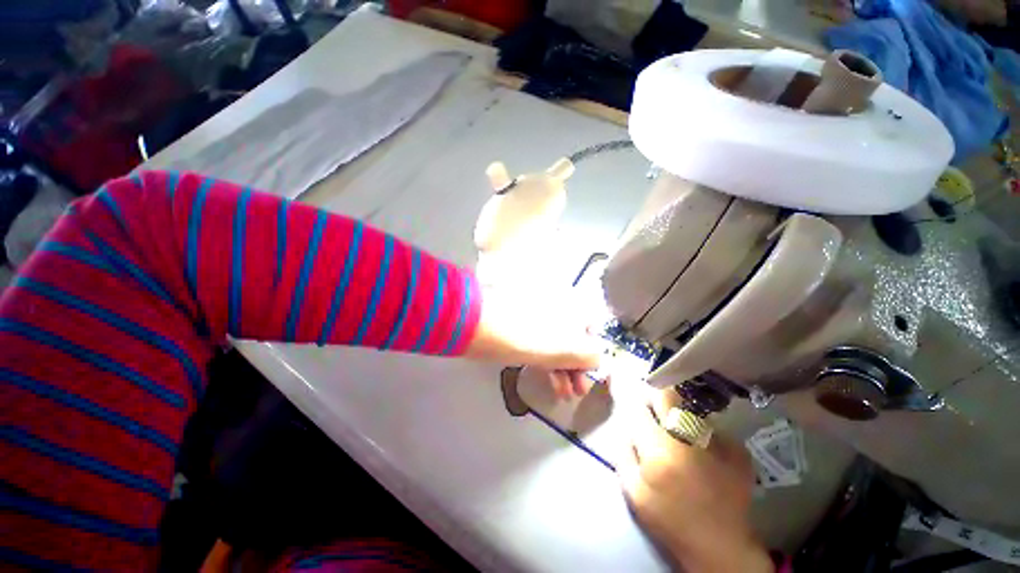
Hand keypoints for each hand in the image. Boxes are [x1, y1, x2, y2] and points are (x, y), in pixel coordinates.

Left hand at [464, 285, 601, 390]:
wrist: (481, 325)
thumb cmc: (529, 336)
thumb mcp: (566, 348)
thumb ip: (589, 355)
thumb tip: (598, 359)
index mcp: (572, 304)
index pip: (593, 327)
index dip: (594, 351)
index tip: (592, 373)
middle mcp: (558, 306)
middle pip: (574, 337)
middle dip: (578, 366)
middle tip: (579, 390)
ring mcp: (538, 315)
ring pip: (557, 342)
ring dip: (565, 369)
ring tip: (566, 395)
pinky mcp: (521, 326)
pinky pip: (542, 344)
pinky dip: (549, 362)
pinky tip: (553, 383)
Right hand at [616, 394, 772, 571]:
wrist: (720, 546)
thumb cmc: (669, 520)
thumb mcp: (633, 491)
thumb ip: (623, 450)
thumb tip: (624, 421)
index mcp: (659, 450)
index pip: (637, 406)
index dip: (626, 392)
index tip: (620, 381)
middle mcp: (688, 439)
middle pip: (667, 395)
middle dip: (654, 394)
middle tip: (651, 407)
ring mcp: (717, 442)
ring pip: (689, 408)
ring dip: (677, 414)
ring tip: (677, 437)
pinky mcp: (737, 450)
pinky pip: (709, 426)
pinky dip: (699, 433)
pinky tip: (701, 454)